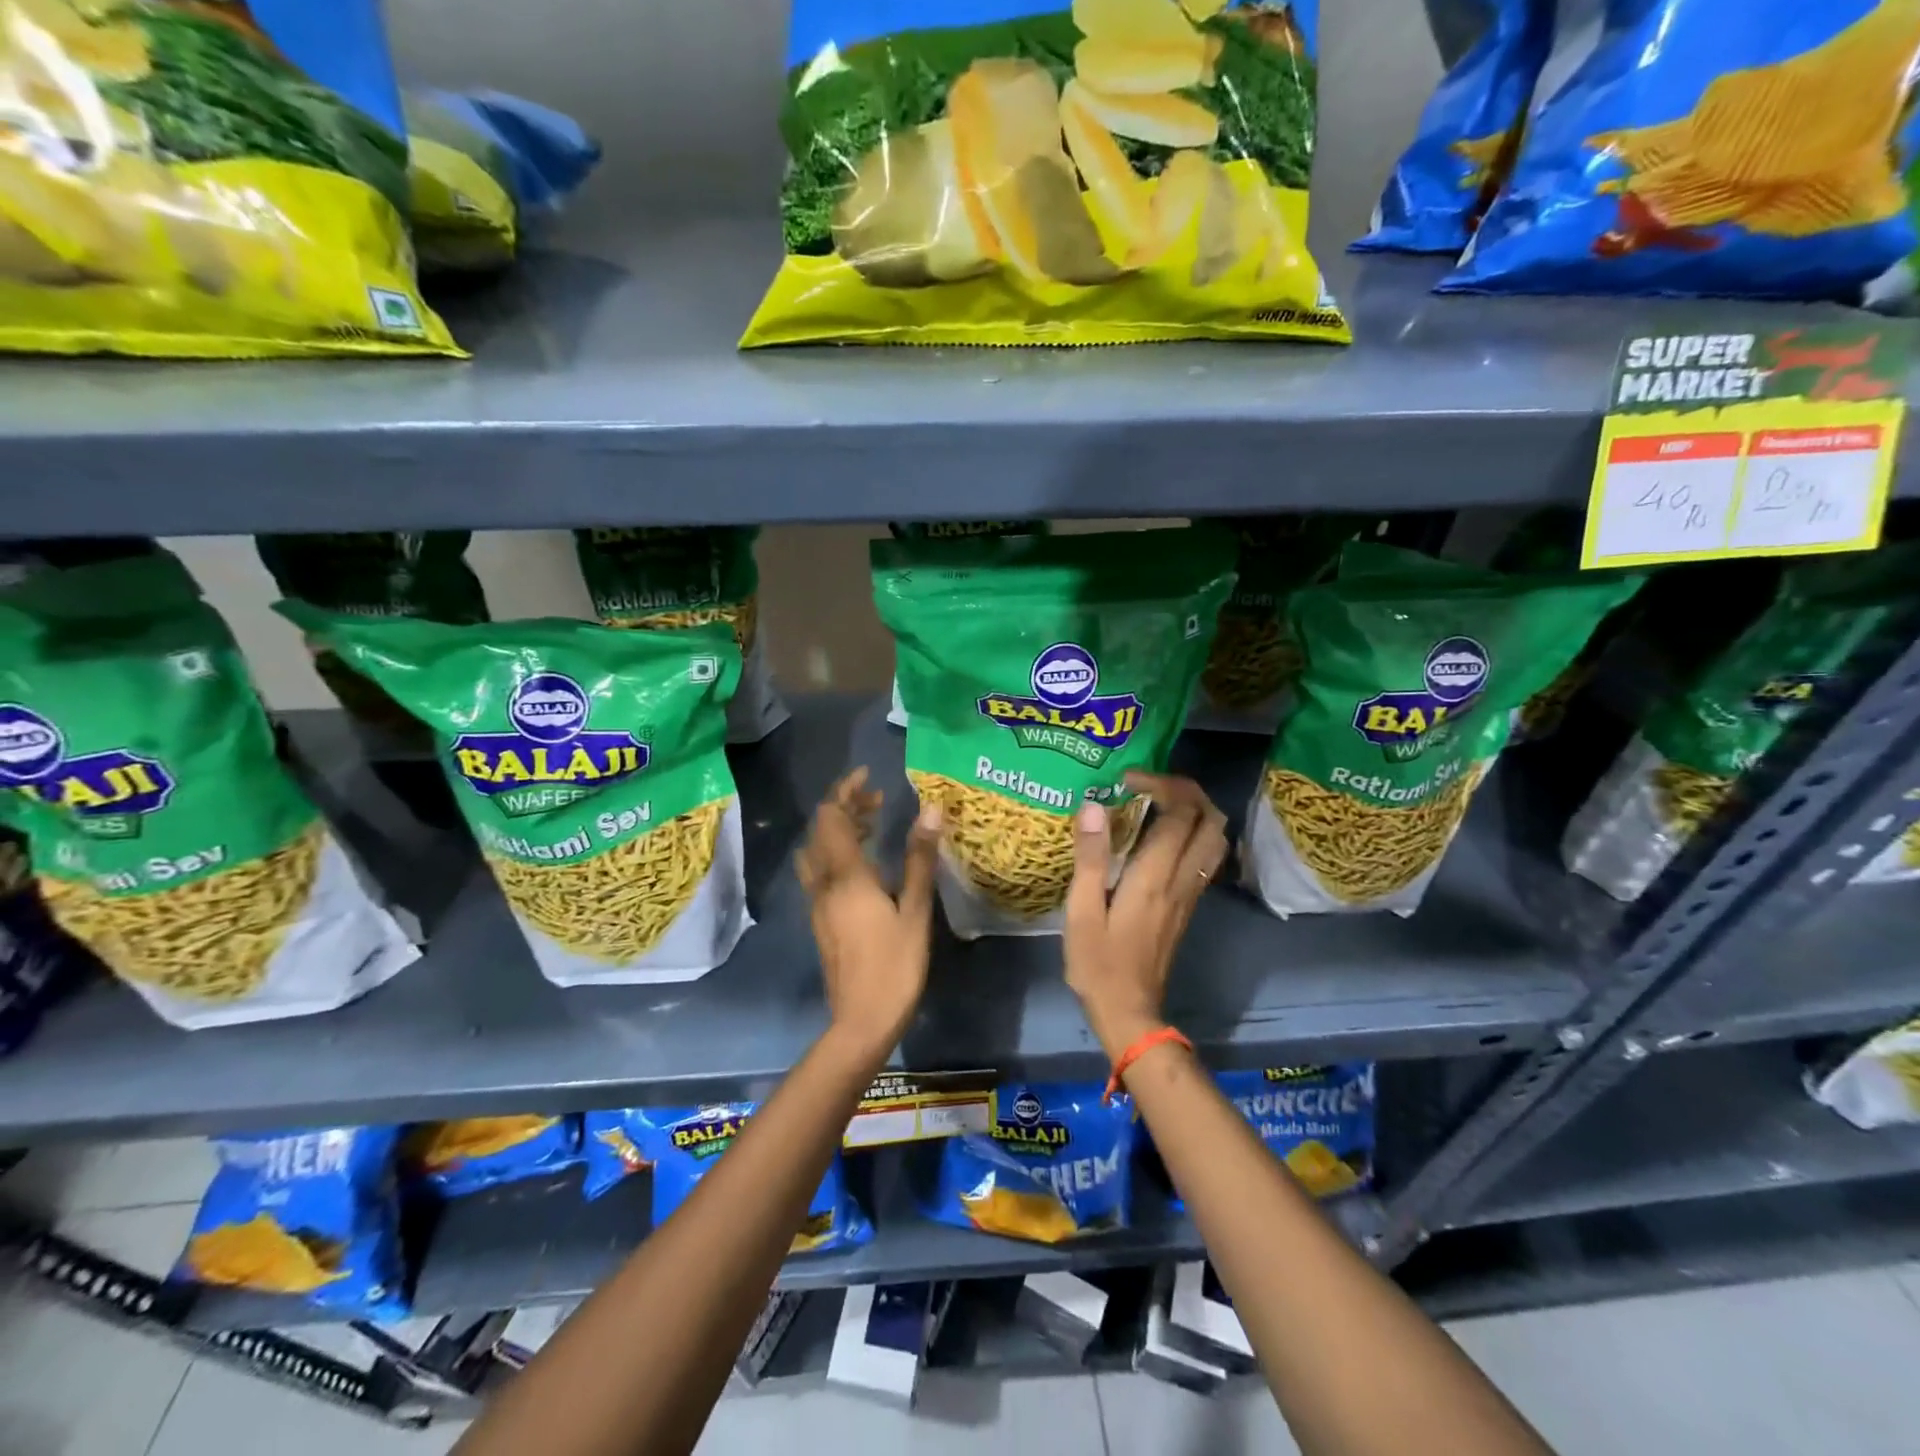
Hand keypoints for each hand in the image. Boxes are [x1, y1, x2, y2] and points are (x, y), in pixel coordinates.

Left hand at [795, 767, 941, 1062]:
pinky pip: (821, 871)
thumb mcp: (914, 910)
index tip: (868, 775)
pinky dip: (837, 852)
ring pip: (818, 851)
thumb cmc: (894, 965)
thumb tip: (929, 810)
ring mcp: (819, 903)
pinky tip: (865, 863)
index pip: (832, 817)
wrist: (861, 1021)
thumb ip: (919, 859)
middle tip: (877, 798)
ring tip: (873, 823)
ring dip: (839, 829)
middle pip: (822, 830)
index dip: (845, 790)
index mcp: (846, 876)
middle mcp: (825, 883)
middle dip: (844, 806)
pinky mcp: (821, 919)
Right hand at [1064, 772, 1227, 1060]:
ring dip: (1196, 811)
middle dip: (1187, 791)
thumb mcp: (1082, 911)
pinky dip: (1194, 833)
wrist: (1130, 1012)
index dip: (1161, 785)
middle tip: (1149, 785)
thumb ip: (1090, 857)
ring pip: (1216, 838)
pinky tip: (1163, 836)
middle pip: (1211, 820)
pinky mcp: (1188, 905)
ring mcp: (1191, 894)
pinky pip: (1206, 857)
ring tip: (1158, 804)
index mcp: (1155, 877)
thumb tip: (1093, 806)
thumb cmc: (1098, 963)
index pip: (1180, 813)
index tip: (1128, 780)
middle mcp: (1182, 880)